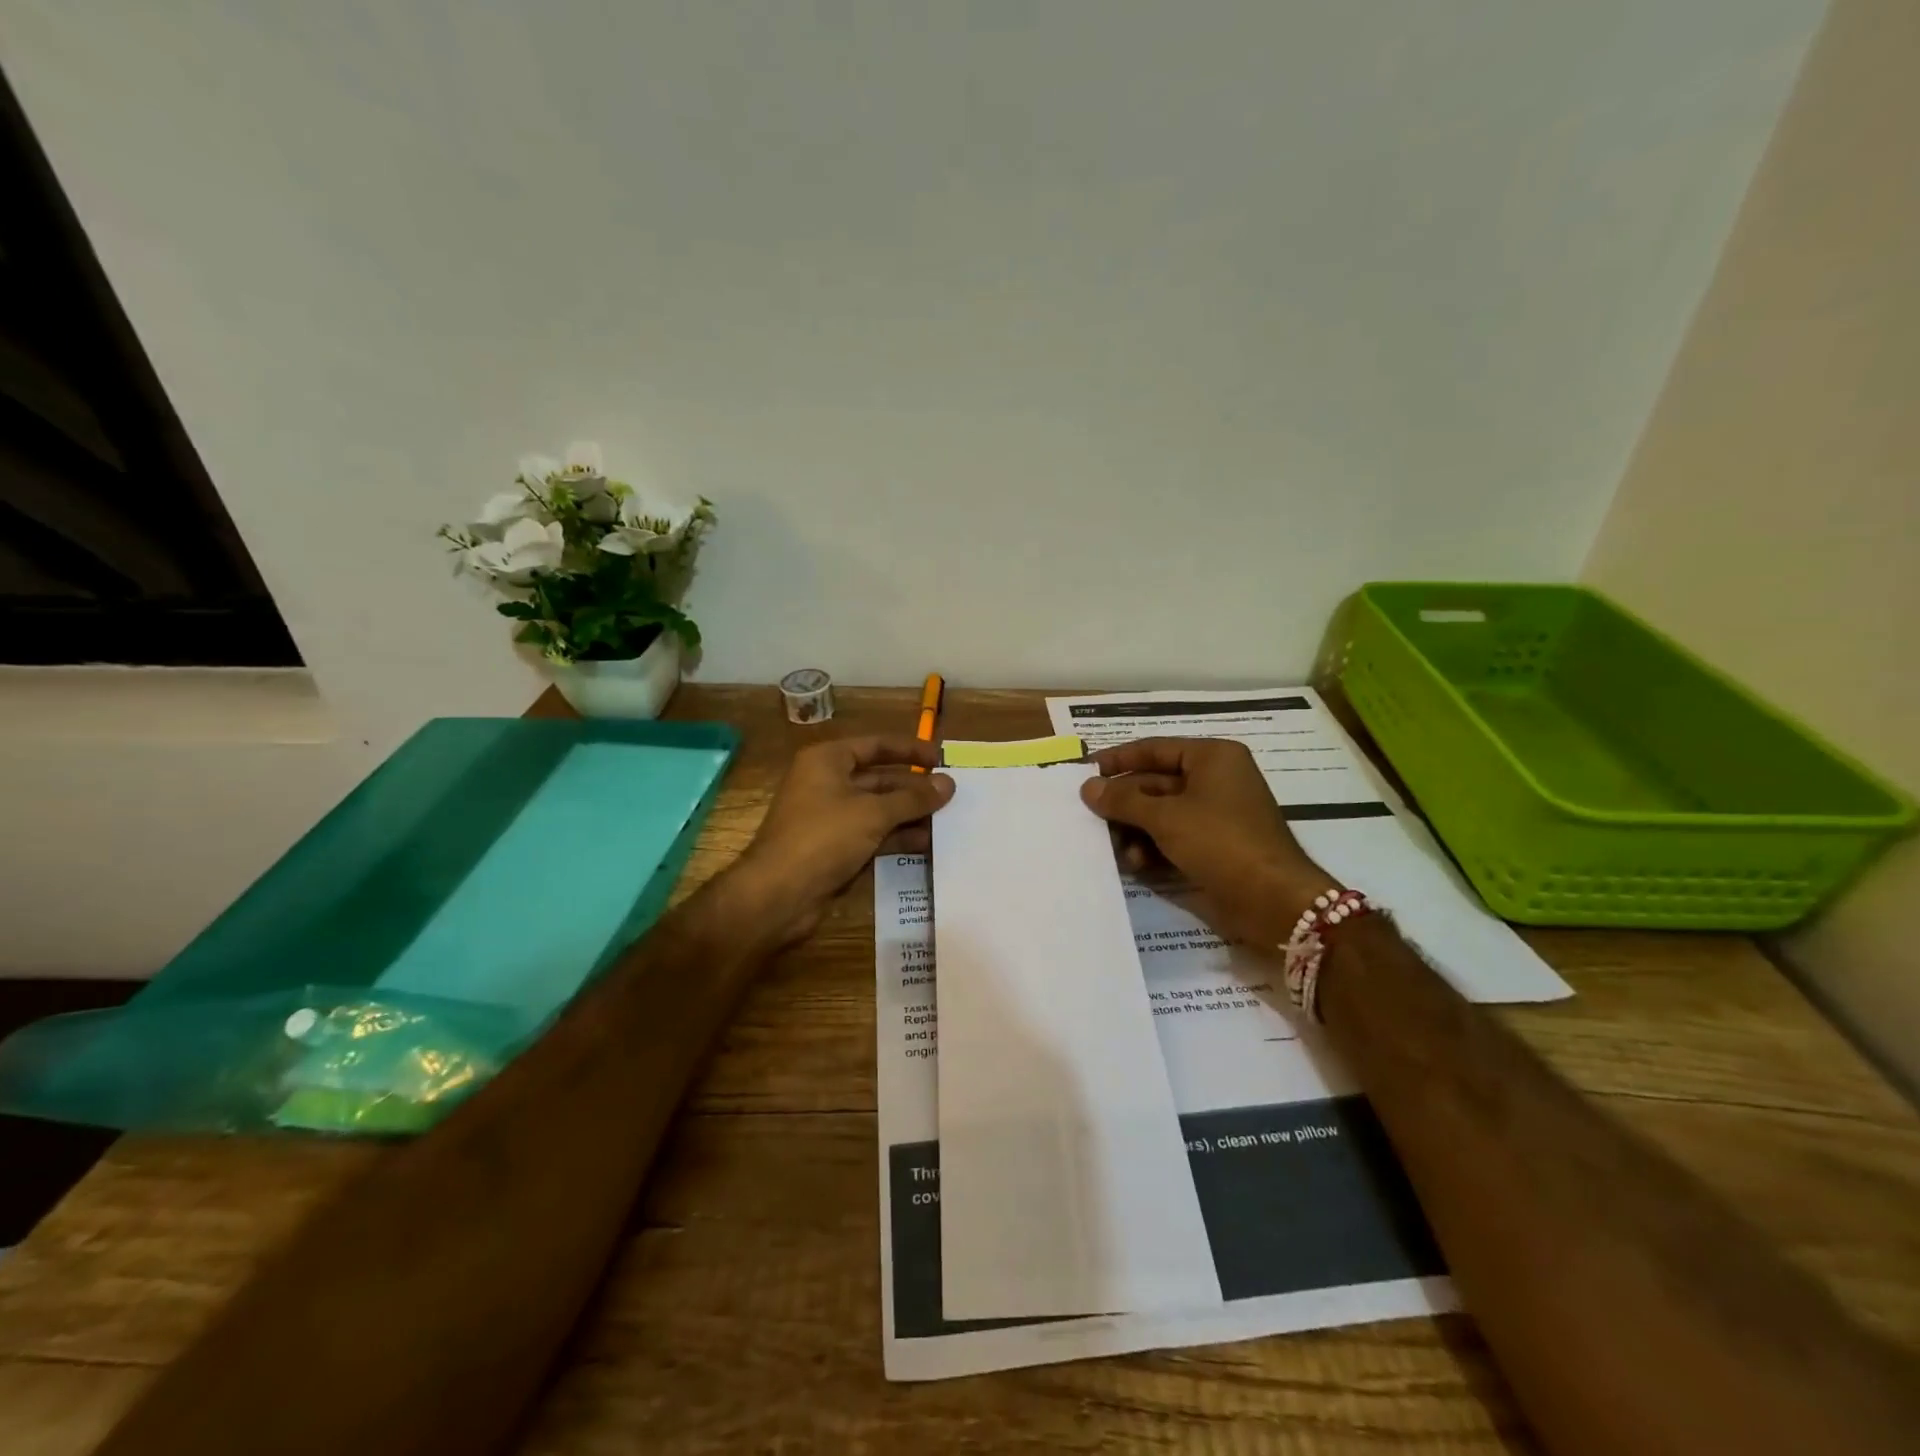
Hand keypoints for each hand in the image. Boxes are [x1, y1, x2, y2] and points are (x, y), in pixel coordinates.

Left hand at [731, 735, 955, 945]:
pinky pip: (872, 835)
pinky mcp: (834, 848)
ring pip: (878, 809)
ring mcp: (830, 818)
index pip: (876, 745)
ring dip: (910, 815)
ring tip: (948, 821)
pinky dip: (897, 837)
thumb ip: (913, 798)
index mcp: (827, 761)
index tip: (942, 759)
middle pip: (879, 778)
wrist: (778, 894)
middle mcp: (827, 783)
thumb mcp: (873, 813)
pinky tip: (927, 844)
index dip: (910, 749)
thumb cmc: (823, 837)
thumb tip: (949, 783)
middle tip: (952, 795)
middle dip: (914, 788)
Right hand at [1080, 738, 1339, 946]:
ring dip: (1134, 830)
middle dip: (1123, 803)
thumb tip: (1087, 787)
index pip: (1154, 749)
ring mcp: (1215, 815)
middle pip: (1154, 783)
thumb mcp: (1166, 817)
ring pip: (1160, 814)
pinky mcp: (1214, 846)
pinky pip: (1173, 837)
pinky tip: (1136, 864)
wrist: (1273, 901)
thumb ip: (1123, 800)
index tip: (1084, 772)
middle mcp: (1214, 780)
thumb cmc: (1221, 842)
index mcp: (1211, 758)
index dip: (1118, 760)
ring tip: (1113, 848)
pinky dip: (1152, 848)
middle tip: (1088, 816)